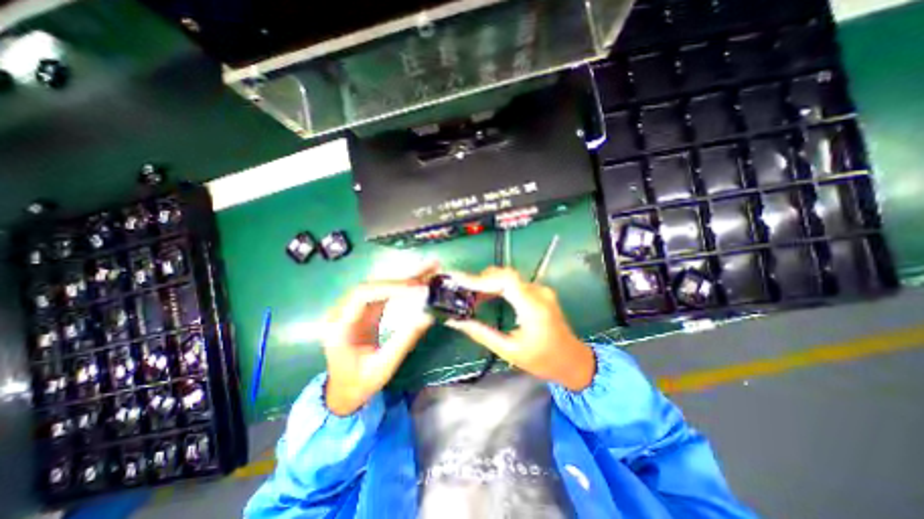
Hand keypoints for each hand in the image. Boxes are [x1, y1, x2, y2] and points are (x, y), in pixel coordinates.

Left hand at [323, 264, 436, 412]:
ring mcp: (352, 310)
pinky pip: (383, 294)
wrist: (343, 392)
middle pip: (372, 285)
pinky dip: (401, 287)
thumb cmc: (360, 383)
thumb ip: (404, 340)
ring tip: (427, 270)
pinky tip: (417, 282)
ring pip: (379, 286)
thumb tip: (428, 316)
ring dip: (403, 279)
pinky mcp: (363, 311)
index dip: (389, 286)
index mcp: (339, 327)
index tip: (416, 287)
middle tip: (428, 270)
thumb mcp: (383, 366)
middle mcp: (342, 313)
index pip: (363, 295)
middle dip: (401, 278)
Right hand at [445, 265, 595, 391]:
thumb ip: (482, 334)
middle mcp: (539, 293)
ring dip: (488, 281)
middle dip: (481, 279)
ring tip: (470, 294)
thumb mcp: (510, 351)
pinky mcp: (540, 292)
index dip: (481, 278)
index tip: (460, 281)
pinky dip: (498, 286)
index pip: (506, 281)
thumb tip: (457, 322)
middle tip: (462, 289)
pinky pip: (515, 283)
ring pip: (509, 277)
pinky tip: (486, 295)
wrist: (573, 361)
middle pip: (506, 275)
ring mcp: (541, 290)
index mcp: (533, 308)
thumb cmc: (543, 360)